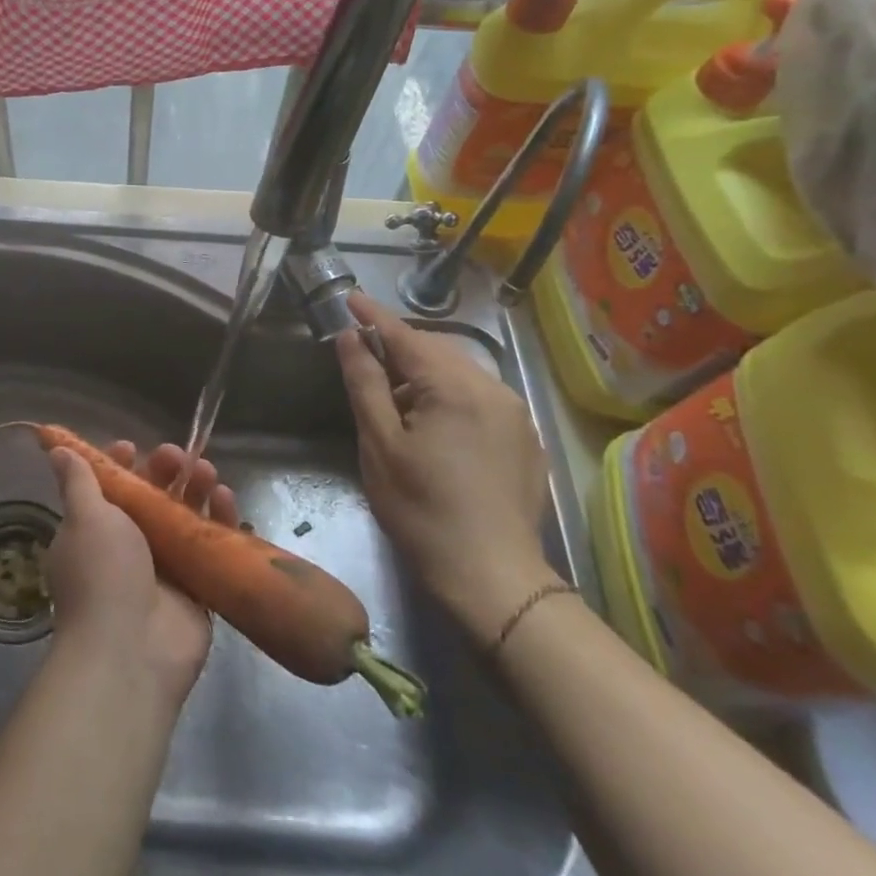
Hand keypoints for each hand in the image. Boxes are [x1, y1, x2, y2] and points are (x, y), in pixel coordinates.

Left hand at [45, 441, 236, 708]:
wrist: (130, 651)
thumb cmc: (102, 573)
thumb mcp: (85, 517)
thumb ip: (78, 481)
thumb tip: (56, 448)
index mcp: (94, 530)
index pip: (109, 488)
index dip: (122, 465)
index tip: (133, 447)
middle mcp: (128, 547)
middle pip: (151, 498)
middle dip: (164, 472)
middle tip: (179, 456)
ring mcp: (164, 569)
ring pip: (184, 517)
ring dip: (195, 490)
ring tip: (207, 472)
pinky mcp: (197, 588)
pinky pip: (211, 546)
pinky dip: (220, 521)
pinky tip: (226, 499)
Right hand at [333, 292, 560, 642]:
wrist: (493, 578)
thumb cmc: (423, 509)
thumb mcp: (380, 444)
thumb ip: (365, 383)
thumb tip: (350, 338)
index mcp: (455, 387)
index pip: (407, 336)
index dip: (374, 316)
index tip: (350, 297)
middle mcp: (493, 388)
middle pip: (437, 349)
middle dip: (400, 344)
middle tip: (363, 351)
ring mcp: (515, 414)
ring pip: (461, 372)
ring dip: (424, 371)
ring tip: (393, 392)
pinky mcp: (525, 438)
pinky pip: (480, 396)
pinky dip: (449, 392)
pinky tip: (430, 419)